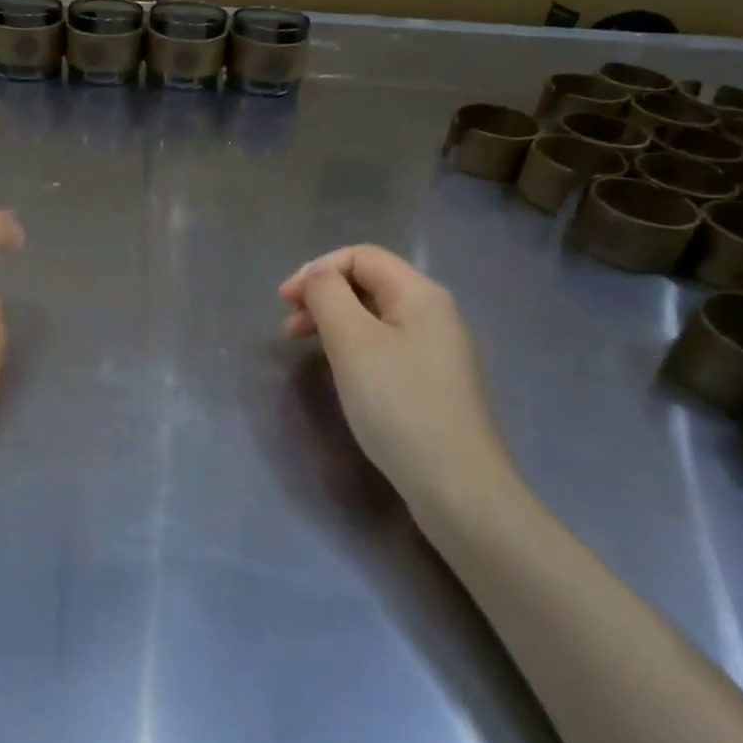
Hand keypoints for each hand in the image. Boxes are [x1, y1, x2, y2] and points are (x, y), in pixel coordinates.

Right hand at [279, 246, 519, 515]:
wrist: (458, 486)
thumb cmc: (398, 404)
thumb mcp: (352, 341)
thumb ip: (327, 296)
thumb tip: (318, 277)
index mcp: (420, 294)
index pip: (361, 256)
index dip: (317, 269)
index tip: (284, 302)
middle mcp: (435, 313)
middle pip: (369, 283)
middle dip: (323, 295)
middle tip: (289, 326)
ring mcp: (439, 350)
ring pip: (376, 316)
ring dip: (335, 321)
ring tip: (305, 347)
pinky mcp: (435, 382)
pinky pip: (387, 345)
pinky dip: (355, 346)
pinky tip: (341, 371)